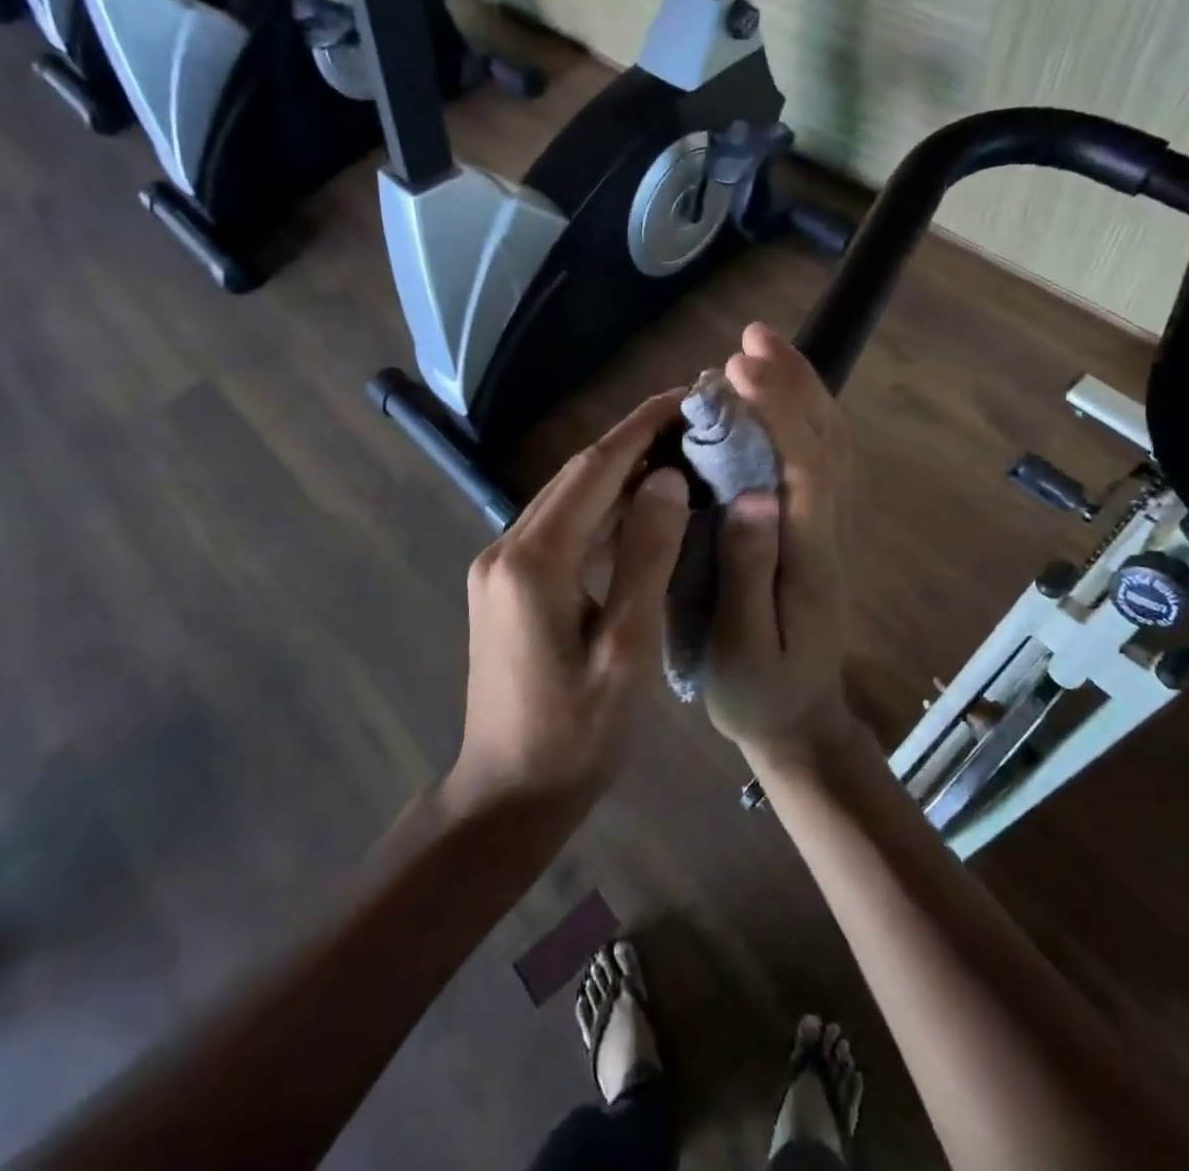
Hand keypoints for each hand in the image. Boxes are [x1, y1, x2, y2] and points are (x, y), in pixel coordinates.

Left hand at [451, 393, 691, 815]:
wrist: (508, 792)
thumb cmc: (576, 734)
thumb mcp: (627, 651)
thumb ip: (645, 559)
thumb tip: (667, 480)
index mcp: (534, 562)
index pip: (594, 472)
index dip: (640, 429)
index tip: (684, 397)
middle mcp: (505, 549)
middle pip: (576, 477)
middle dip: (631, 443)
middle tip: (689, 421)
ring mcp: (498, 565)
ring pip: (565, 500)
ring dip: (616, 474)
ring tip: (673, 453)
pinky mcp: (503, 583)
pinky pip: (557, 529)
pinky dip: (598, 511)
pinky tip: (636, 507)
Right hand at [702, 323, 853, 759]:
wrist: (800, 723)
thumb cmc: (758, 692)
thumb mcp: (741, 647)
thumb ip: (747, 575)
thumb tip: (751, 496)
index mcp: (808, 555)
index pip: (803, 464)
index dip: (777, 408)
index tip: (738, 367)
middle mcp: (827, 530)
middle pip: (825, 441)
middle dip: (793, 382)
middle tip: (752, 336)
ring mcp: (827, 530)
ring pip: (828, 445)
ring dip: (802, 391)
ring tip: (762, 350)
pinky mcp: (816, 532)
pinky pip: (818, 461)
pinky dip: (802, 418)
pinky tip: (776, 400)